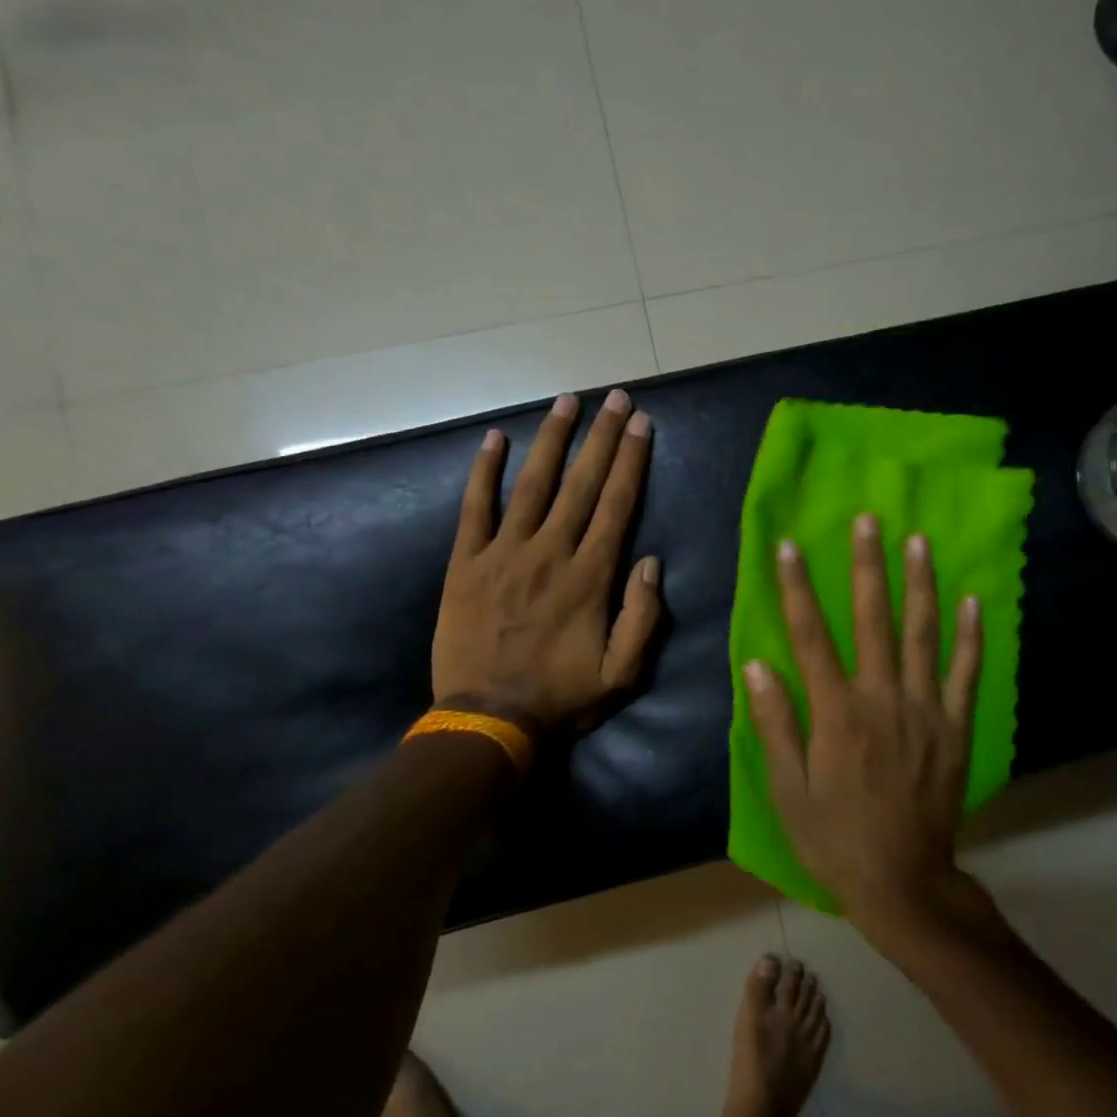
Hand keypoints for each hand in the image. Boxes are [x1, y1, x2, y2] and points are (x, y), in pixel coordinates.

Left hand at [432, 389, 661, 734]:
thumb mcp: (622, 674)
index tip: (640, 424)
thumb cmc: (561, 698)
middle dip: (601, 437)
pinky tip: (494, 439)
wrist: (487, 719)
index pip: (617, 505)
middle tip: (615, 397)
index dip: (630, 461)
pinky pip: (475, 508)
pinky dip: (484, 471)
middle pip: (581, 484)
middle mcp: (550, 553)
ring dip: (551, 439)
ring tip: (567, 401)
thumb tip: (651, 561)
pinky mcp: (466, 563)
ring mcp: (504, 553)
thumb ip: (643, 617)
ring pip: (533, 484)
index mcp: (590, 577)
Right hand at [743, 514, 981, 926]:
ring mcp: (926, 710)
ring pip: (924, 635)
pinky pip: (965, 673)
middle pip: (873, 620)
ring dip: (920, 584)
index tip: (790, 547)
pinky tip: (973, 600)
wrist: (903, 881)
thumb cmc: (834, 836)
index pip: (811, 636)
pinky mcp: (955, 727)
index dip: (797, 588)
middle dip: (867, 566)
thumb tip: (757, 664)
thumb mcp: (787, 789)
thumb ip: (775, 723)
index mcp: (836, 713)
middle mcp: (883, 699)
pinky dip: (971, 636)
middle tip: (868, 519)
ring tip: (918, 541)